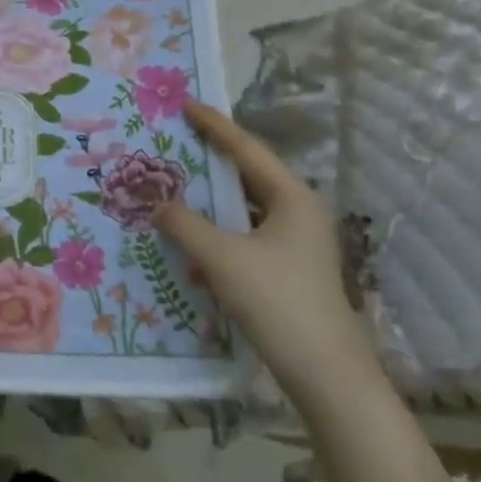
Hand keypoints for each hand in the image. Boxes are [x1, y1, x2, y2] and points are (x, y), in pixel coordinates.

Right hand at [156, 100, 380, 406]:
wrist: (327, 377)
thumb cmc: (278, 302)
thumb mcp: (222, 258)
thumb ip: (184, 223)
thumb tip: (153, 200)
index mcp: (292, 197)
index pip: (246, 149)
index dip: (214, 125)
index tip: (185, 104)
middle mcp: (298, 212)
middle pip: (248, 175)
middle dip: (210, 159)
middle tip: (175, 139)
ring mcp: (296, 243)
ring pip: (246, 207)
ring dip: (212, 198)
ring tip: (176, 182)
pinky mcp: (288, 270)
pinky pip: (246, 234)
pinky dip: (219, 229)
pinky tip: (192, 237)